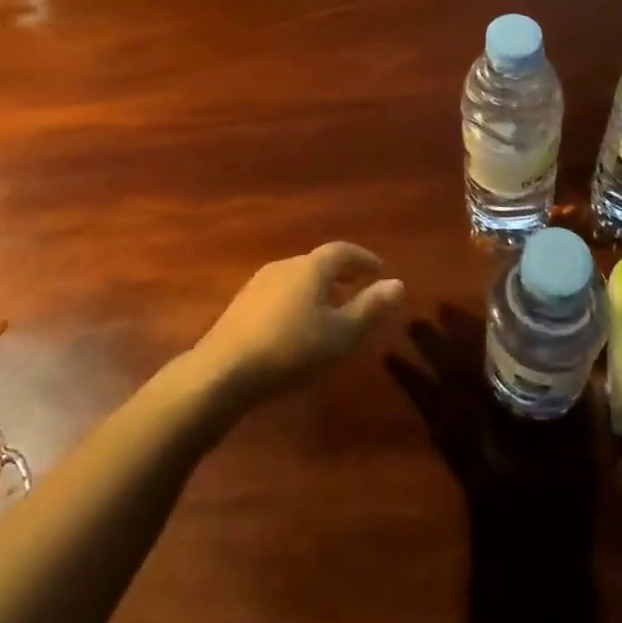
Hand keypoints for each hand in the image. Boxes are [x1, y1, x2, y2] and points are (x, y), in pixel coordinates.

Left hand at [191, 244, 404, 404]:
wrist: (224, 371)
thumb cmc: (291, 349)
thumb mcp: (340, 334)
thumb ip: (370, 308)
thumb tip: (398, 283)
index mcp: (311, 267)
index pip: (342, 251)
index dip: (363, 259)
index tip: (380, 271)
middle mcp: (285, 266)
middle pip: (319, 263)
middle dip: (342, 276)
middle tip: (359, 292)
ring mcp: (259, 283)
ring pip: (298, 279)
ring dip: (319, 290)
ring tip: (332, 314)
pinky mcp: (242, 305)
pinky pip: (281, 294)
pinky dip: (299, 302)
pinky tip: (298, 329)